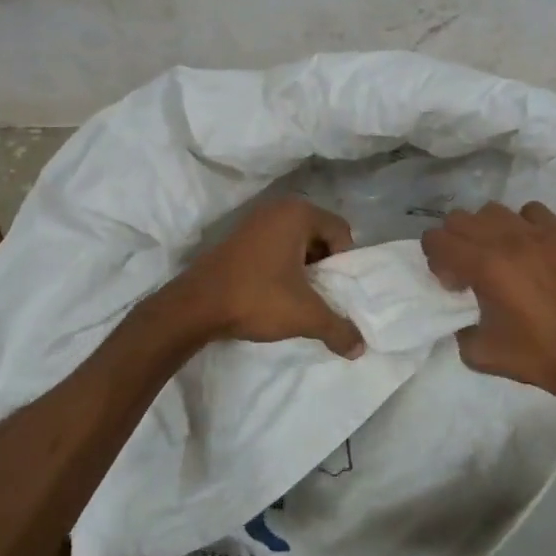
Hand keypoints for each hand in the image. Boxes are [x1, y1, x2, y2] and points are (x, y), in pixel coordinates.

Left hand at [172, 198, 364, 357]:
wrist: (195, 306)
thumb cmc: (257, 298)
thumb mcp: (305, 316)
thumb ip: (338, 329)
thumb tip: (360, 348)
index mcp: (298, 213)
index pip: (341, 231)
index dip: (343, 262)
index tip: (332, 289)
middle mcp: (278, 207)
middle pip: (319, 234)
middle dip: (323, 264)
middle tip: (318, 293)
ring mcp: (254, 219)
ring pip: (296, 241)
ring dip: (302, 266)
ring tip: (296, 295)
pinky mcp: (238, 236)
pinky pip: (274, 244)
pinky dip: (281, 264)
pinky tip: (273, 290)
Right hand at [422, 201, 555, 409]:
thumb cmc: (536, 357)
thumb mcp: (478, 353)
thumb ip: (457, 326)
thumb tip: (460, 311)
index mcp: (485, 266)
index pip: (437, 239)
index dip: (436, 260)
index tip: (454, 284)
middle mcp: (509, 240)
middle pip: (459, 219)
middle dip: (454, 243)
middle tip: (469, 271)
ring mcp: (540, 234)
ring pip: (493, 210)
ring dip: (485, 231)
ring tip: (498, 257)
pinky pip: (531, 212)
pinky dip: (521, 225)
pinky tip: (528, 249)